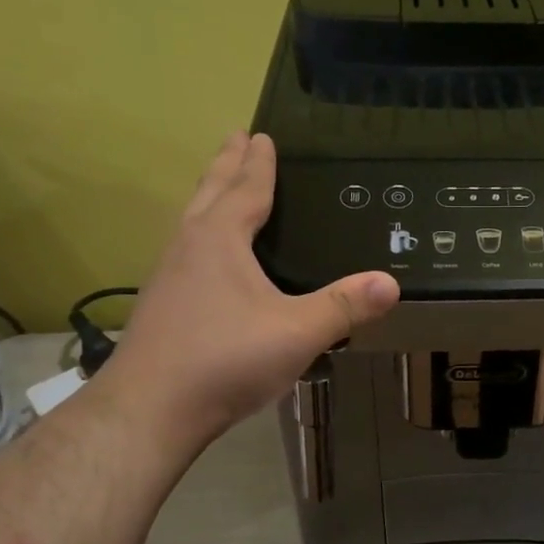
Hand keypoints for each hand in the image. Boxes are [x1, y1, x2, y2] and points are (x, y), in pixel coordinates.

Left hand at [104, 132, 398, 445]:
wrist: (151, 409)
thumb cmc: (226, 359)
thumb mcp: (298, 332)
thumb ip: (344, 306)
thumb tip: (392, 282)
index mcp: (219, 239)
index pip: (245, 189)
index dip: (258, 164)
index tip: (260, 135)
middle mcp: (187, 246)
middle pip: (209, 193)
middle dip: (226, 166)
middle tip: (235, 139)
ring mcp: (167, 276)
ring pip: (190, 222)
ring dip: (208, 199)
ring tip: (220, 191)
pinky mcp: (161, 307)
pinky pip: (185, 253)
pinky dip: (201, 238)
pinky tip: (208, 263)